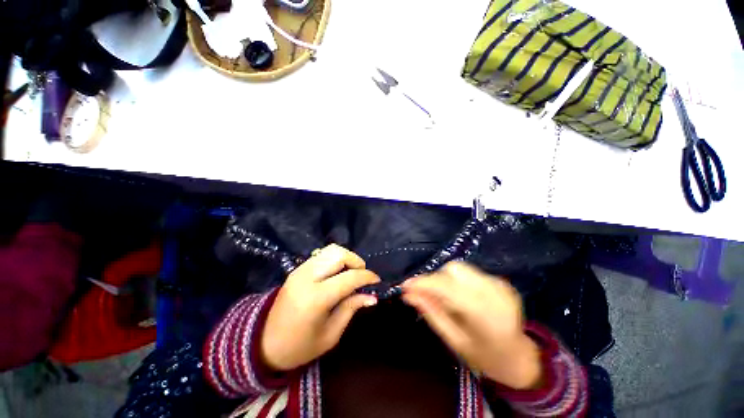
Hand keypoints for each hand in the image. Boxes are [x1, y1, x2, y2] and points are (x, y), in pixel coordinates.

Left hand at [261, 244, 379, 370]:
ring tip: (351, 274)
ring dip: (346, 258)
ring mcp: (300, 270)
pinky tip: (337, 274)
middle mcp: (307, 277)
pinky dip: (335, 260)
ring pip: (330, 250)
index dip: (367, 277)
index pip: (349, 277)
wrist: (263, 344)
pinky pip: (322, 255)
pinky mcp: (297, 269)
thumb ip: (351, 309)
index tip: (377, 281)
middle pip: (338, 253)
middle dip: (356, 261)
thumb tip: (372, 296)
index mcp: (316, 298)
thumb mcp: (330, 335)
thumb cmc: (299, 347)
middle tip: (362, 276)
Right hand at [402, 262, 541, 389]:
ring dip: (445, 278)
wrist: (520, 357)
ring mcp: (500, 284)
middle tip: (427, 294)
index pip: (447, 287)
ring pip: (460, 268)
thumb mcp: (454, 340)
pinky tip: (461, 297)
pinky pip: (469, 272)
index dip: (424, 283)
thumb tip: (408, 294)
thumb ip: (431, 313)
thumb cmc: (485, 356)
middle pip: (453, 269)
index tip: (405, 286)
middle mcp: (494, 293)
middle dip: (435, 279)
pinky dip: (457, 280)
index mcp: (485, 315)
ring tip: (445, 297)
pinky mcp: (500, 280)